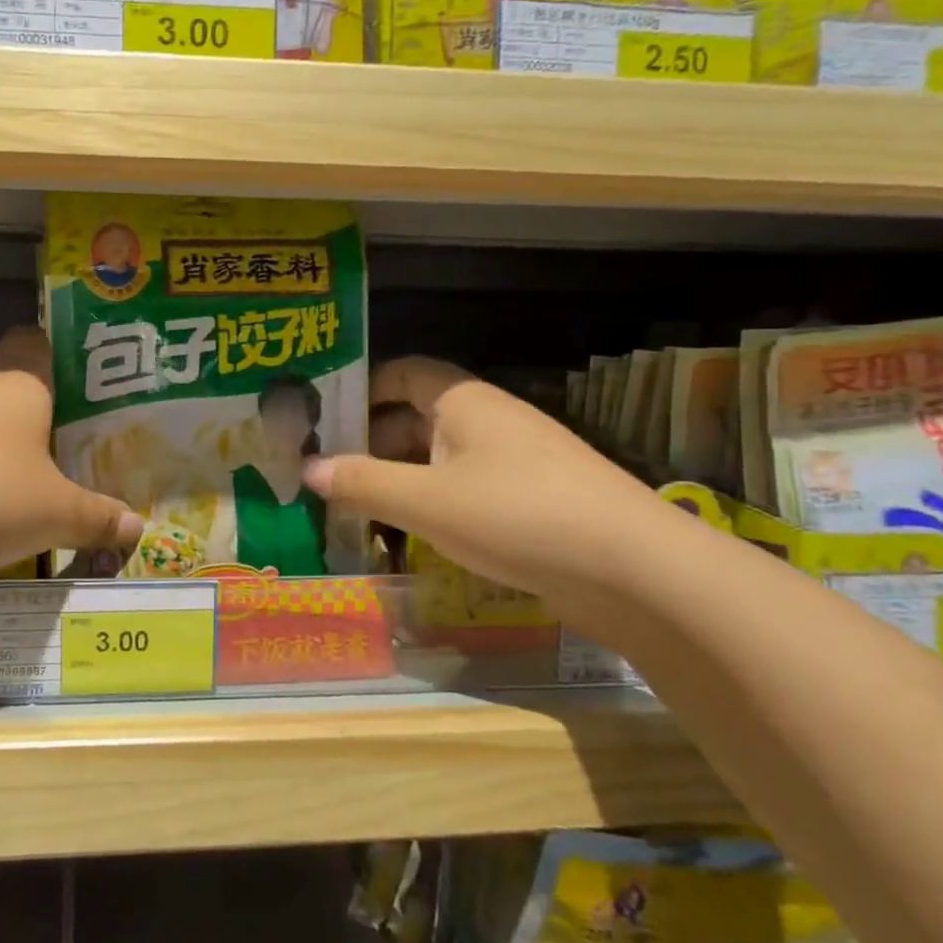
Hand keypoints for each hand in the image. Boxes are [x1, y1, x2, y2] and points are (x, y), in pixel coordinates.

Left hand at [0, 328, 142, 587]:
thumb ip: (99, 517)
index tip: (72, 399)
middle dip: (27, 422)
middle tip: (51, 464)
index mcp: (19, 385)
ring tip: (2, 493)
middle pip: (7, 389)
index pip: (37, 345)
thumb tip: (137, 525)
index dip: (56, 362)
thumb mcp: (56, 516)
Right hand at [303, 357, 667, 604]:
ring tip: (358, 506)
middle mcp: (489, 419)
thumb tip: (308, 468)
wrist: (635, 570)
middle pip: (416, 416)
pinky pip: (466, 487)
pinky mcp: (532, 498)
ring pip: (440, 457)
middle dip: (371, 441)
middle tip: (328, 472)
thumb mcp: (425, 501)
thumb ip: (363, 482)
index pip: (402, 372)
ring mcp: (515, 460)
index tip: (323, 419)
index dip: (362, 388)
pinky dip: (433, 502)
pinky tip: (412, 534)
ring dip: (400, 476)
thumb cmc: (516, 515)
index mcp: (463, 401)